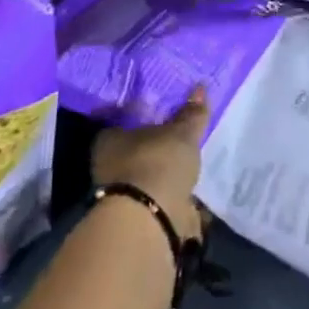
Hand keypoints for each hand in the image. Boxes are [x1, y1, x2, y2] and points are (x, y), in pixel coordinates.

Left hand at [92, 88, 207, 242]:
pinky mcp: (138, 216)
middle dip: (155, 145)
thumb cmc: (157, 162)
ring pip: (146, 174)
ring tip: (188, 161)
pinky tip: (189, 188)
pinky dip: (173, 193)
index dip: (144, 114)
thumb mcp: (181, 132)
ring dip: (164, 171)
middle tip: (179, 134)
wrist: (151, 221)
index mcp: (109, 139)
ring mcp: (122, 194)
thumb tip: (199, 87)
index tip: (163, 110)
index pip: (124, 119)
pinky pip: (159, 196)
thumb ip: (191, 113)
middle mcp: (108, 165)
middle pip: (135, 149)